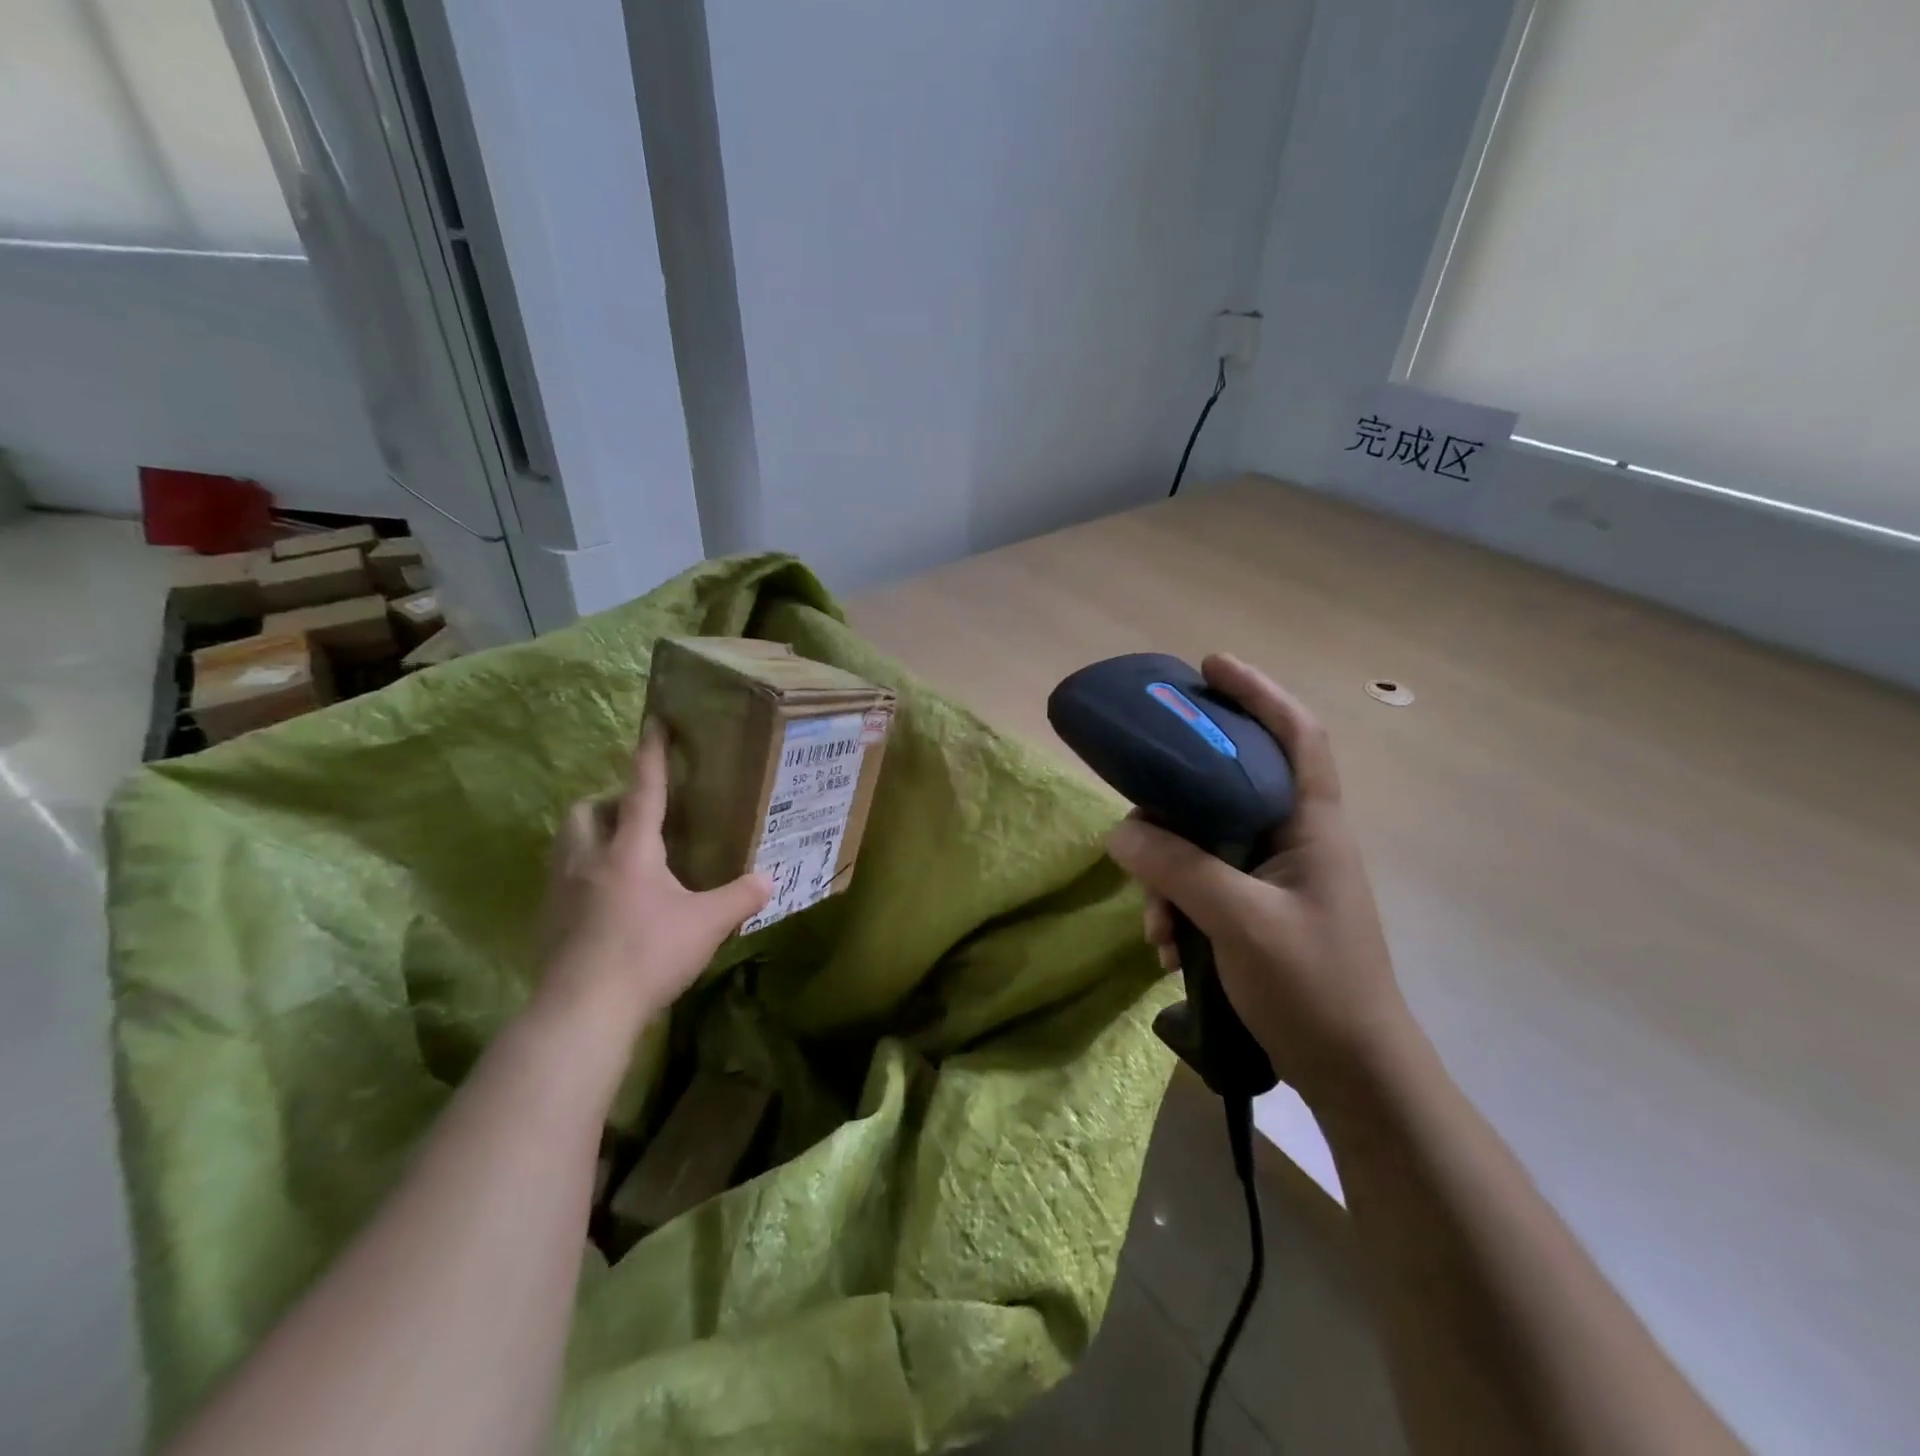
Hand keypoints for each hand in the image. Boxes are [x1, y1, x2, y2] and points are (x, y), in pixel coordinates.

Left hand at [536, 723, 770, 1035]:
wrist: (582, 1010)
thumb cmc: (649, 954)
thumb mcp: (707, 924)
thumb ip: (740, 897)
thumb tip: (770, 878)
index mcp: (630, 849)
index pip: (642, 789)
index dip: (651, 754)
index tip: (654, 722)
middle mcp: (588, 858)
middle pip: (585, 810)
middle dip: (608, 802)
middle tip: (636, 817)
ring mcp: (560, 890)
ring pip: (566, 843)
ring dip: (590, 836)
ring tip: (620, 855)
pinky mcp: (546, 920)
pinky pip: (560, 879)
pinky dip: (581, 875)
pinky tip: (605, 902)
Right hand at [1105, 654, 1411, 1110]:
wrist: (1355, 1077)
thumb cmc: (1315, 988)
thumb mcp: (1241, 922)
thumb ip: (1180, 870)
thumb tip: (1120, 832)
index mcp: (1312, 826)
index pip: (1297, 735)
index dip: (1259, 692)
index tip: (1210, 667)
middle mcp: (1296, 840)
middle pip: (1233, 784)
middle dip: (1180, 796)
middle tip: (1141, 791)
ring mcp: (1277, 878)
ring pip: (1208, 843)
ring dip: (1170, 875)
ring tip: (1154, 924)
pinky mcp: (1259, 912)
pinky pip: (1205, 885)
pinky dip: (1179, 906)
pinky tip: (1167, 947)